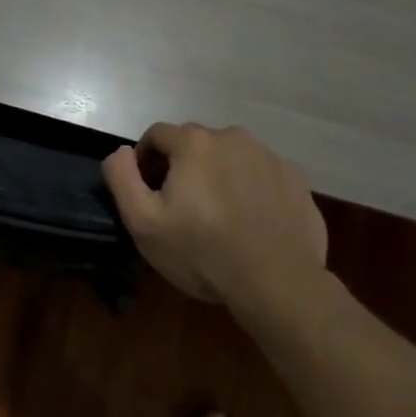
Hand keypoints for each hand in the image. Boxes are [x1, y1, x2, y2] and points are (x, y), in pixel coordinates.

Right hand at [102, 122, 327, 310]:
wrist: (277, 281)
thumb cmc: (202, 251)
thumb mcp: (143, 222)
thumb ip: (122, 177)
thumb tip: (120, 151)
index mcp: (194, 142)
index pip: (157, 135)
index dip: (145, 160)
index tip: (148, 192)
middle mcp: (232, 137)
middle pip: (195, 144)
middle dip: (183, 168)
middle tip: (182, 208)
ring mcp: (269, 156)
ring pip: (230, 158)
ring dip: (218, 176)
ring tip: (218, 216)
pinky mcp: (295, 179)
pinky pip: (260, 175)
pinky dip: (249, 190)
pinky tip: (249, 222)